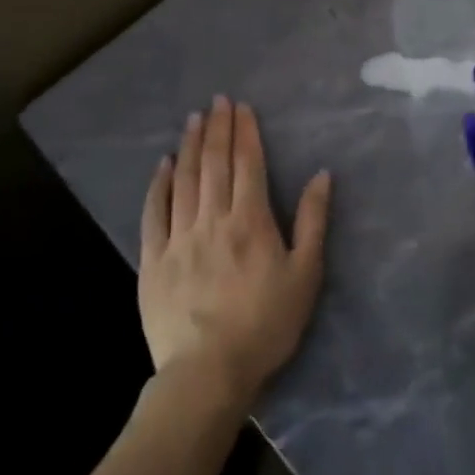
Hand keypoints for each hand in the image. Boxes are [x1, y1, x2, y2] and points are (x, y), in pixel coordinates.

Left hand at [139, 96, 331, 407]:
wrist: (207, 373)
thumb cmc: (266, 324)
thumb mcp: (305, 274)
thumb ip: (312, 221)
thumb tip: (321, 175)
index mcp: (251, 220)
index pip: (248, 164)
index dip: (245, 132)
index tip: (241, 106)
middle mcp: (213, 219)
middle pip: (214, 164)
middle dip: (217, 128)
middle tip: (217, 100)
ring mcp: (179, 238)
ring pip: (184, 180)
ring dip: (190, 146)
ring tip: (193, 119)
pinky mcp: (154, 260)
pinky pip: (154, 213)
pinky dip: (159, 185)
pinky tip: (163, 165)